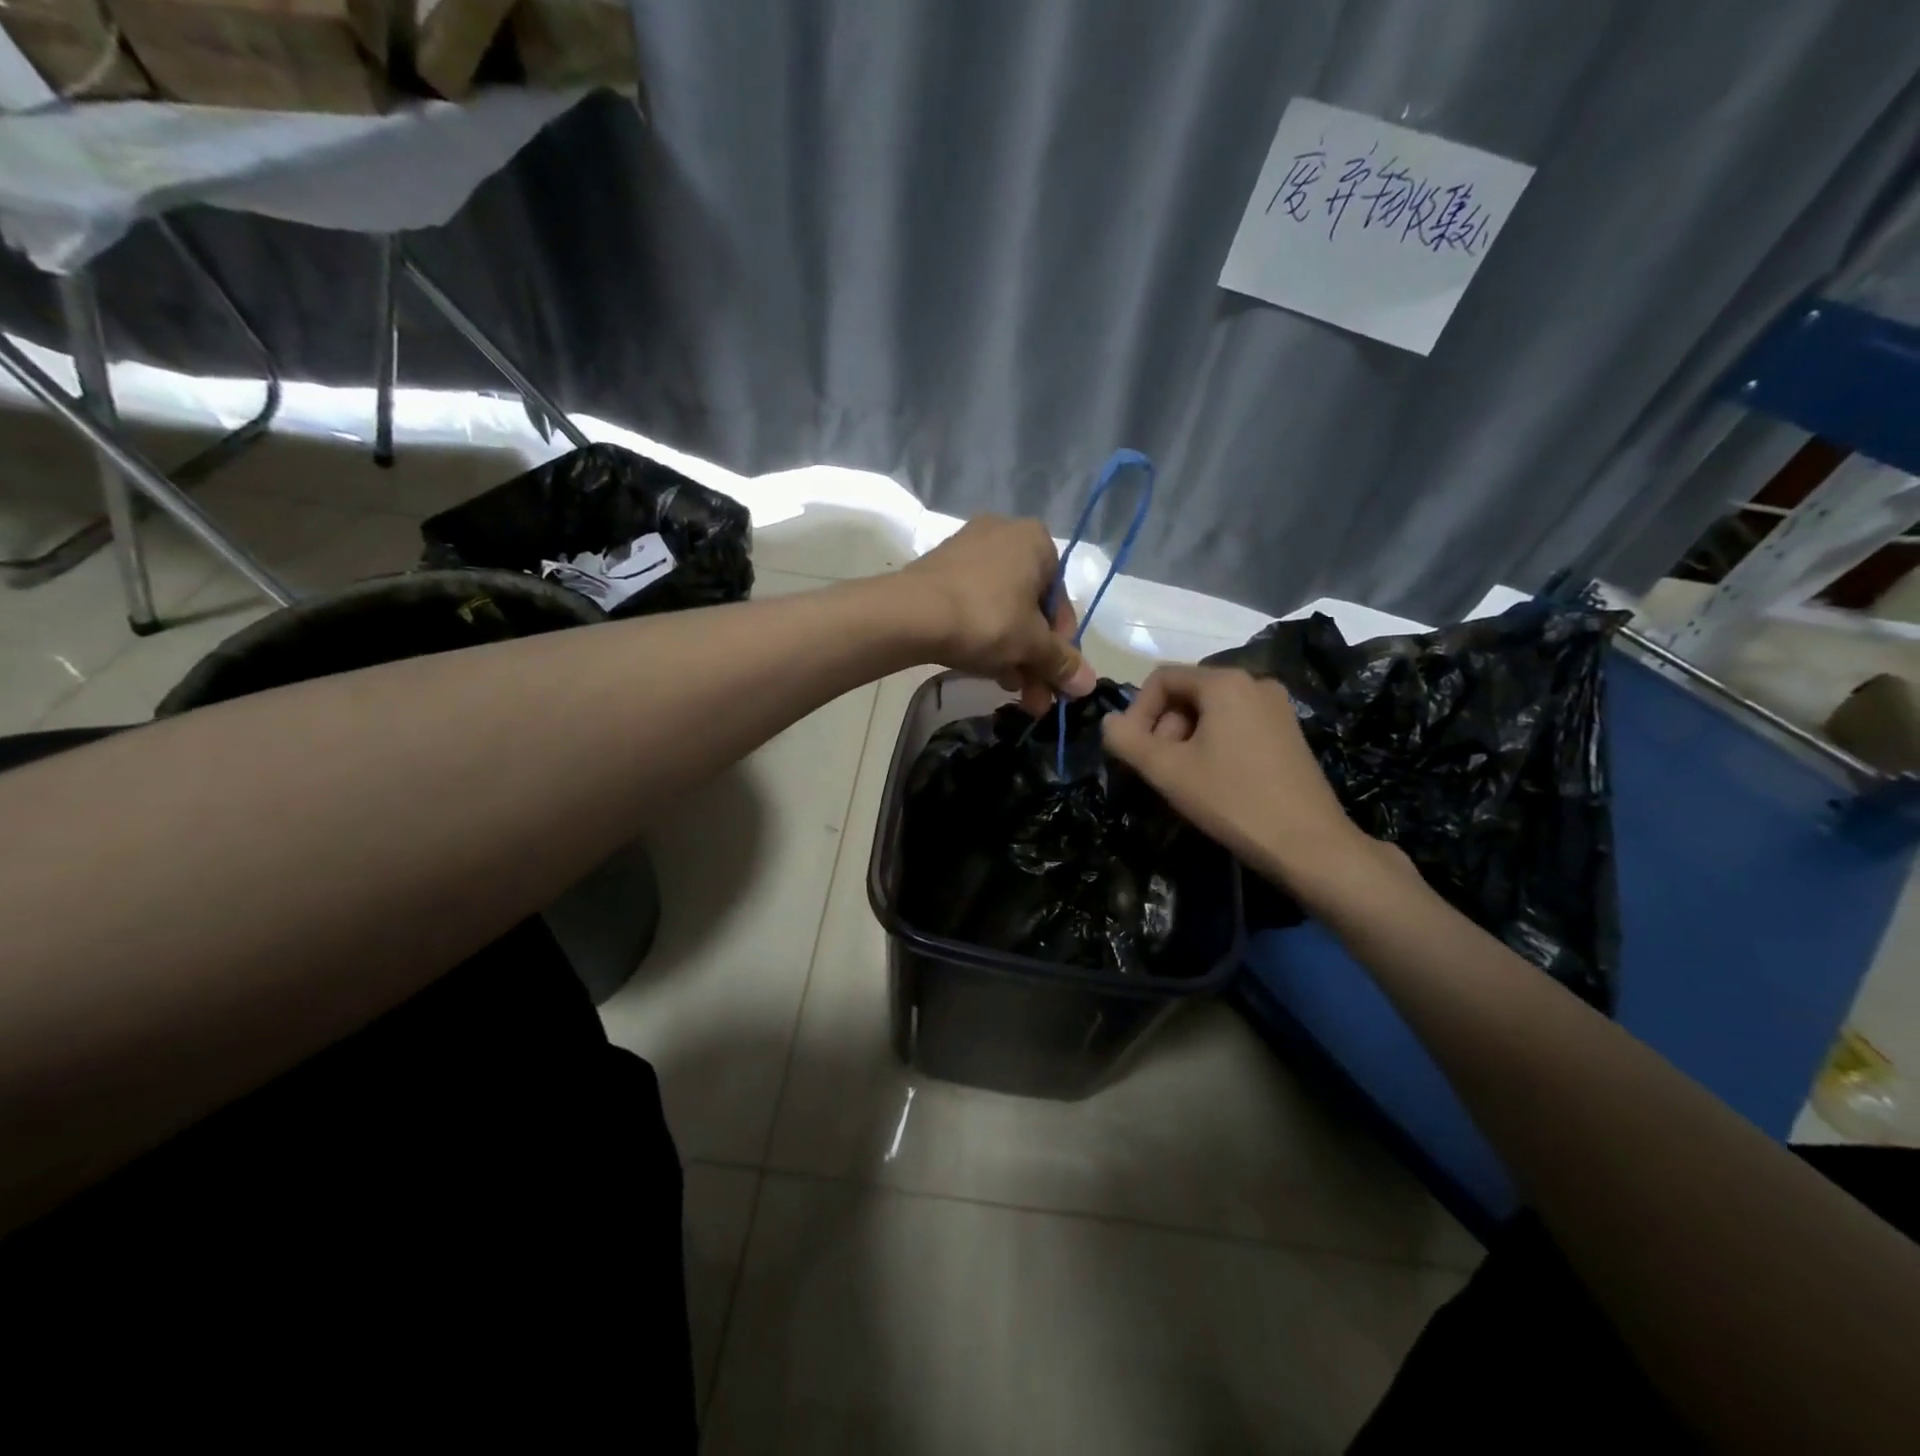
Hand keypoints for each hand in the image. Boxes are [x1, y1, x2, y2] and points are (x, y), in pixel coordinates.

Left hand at [898, 516, 1096, 713]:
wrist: (910, 613)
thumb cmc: (986, 618)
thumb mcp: (1031, 645)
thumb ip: (1062, 662)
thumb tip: (1088, 684)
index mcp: (1036, 541)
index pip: (1062, 601)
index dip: (1062, 647)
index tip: (1056, 679)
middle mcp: (1004, 535)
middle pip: (1031, 608)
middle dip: (1035, 657)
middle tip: (1034, 697)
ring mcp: (967, 550)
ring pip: (1002, 610)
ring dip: (1012, 653)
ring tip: (1010, 690)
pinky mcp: (939, 570)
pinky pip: (973, 604)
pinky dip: (983, 635)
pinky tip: (982, 668)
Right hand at [1100, 665, 1381, 894]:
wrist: (1309, 844)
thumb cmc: (1232, 800)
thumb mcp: (1167, 770)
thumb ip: (1127, 740)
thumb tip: (1109, 722)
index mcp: (1225, 682)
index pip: (1162, 678)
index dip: (1137, 711)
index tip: (1133, 751)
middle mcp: (1255, 682)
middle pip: (1188, 693)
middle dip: (1163, 727)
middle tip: (1159, 769)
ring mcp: (1277, 707)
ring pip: (1211, 711)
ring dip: (1186, 739)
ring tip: (1184, 779)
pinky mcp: (1289, 732)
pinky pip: (1236, 725)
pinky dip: (1214, 744)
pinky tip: (1214, 781)